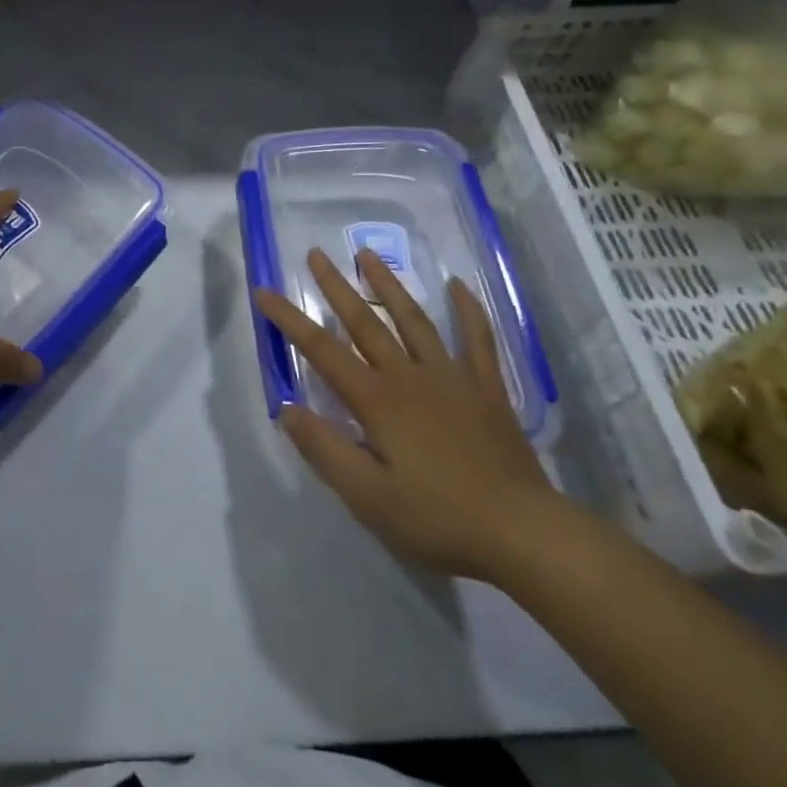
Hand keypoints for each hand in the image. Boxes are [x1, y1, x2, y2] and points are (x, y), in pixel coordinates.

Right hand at [255, 248, 562, 583]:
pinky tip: (458, 286)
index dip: (289, 320)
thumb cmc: (438, 518)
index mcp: (377, 400)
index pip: (322, 350)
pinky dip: (468, 310)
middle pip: (365, 322)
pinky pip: (477, 339)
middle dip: (336, 286)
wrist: (522, 532)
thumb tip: (287, 408)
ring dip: (388, 285)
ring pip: (413, 319)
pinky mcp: (486, 388)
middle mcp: (409, 375)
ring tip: (368, 254)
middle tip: (316, 254)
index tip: (264, 292)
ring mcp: (451, 377)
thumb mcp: (368, 498)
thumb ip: (325, 450)